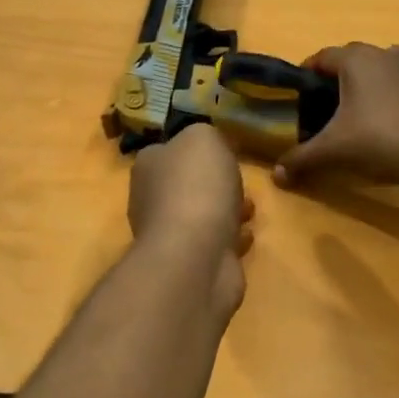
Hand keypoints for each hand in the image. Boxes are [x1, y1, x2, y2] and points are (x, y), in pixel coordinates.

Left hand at [129, 124, 254, 319]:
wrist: (195, 255)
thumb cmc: (197, 187)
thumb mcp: (204, 137)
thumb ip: (205, 134)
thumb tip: (207, 145)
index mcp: (148, 166)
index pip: (168, 150)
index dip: (197, 150)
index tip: (225, 152)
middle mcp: (150, 199)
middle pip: (187, 184)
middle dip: (217, 184)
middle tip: (241, 182)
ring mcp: (168, 235)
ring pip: (202, 215)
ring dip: (228, 211)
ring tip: (250, 210)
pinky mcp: (188, 263)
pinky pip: (213, 243)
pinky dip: (230, 239)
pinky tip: (246, 236)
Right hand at [273, 43, 398, 192]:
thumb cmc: (380, 139)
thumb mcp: (335, 150)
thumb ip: (303, 158)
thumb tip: (276, 175)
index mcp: (357, 59)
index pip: (323, 57)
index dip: (307, 72)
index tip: (298, 91)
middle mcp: (386, 53)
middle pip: (353, 60)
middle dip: (337, 79)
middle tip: (325, 105)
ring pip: (381, 70)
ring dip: (368, 85)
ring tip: (359, 114)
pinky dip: (393, 97)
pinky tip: (391, 123)